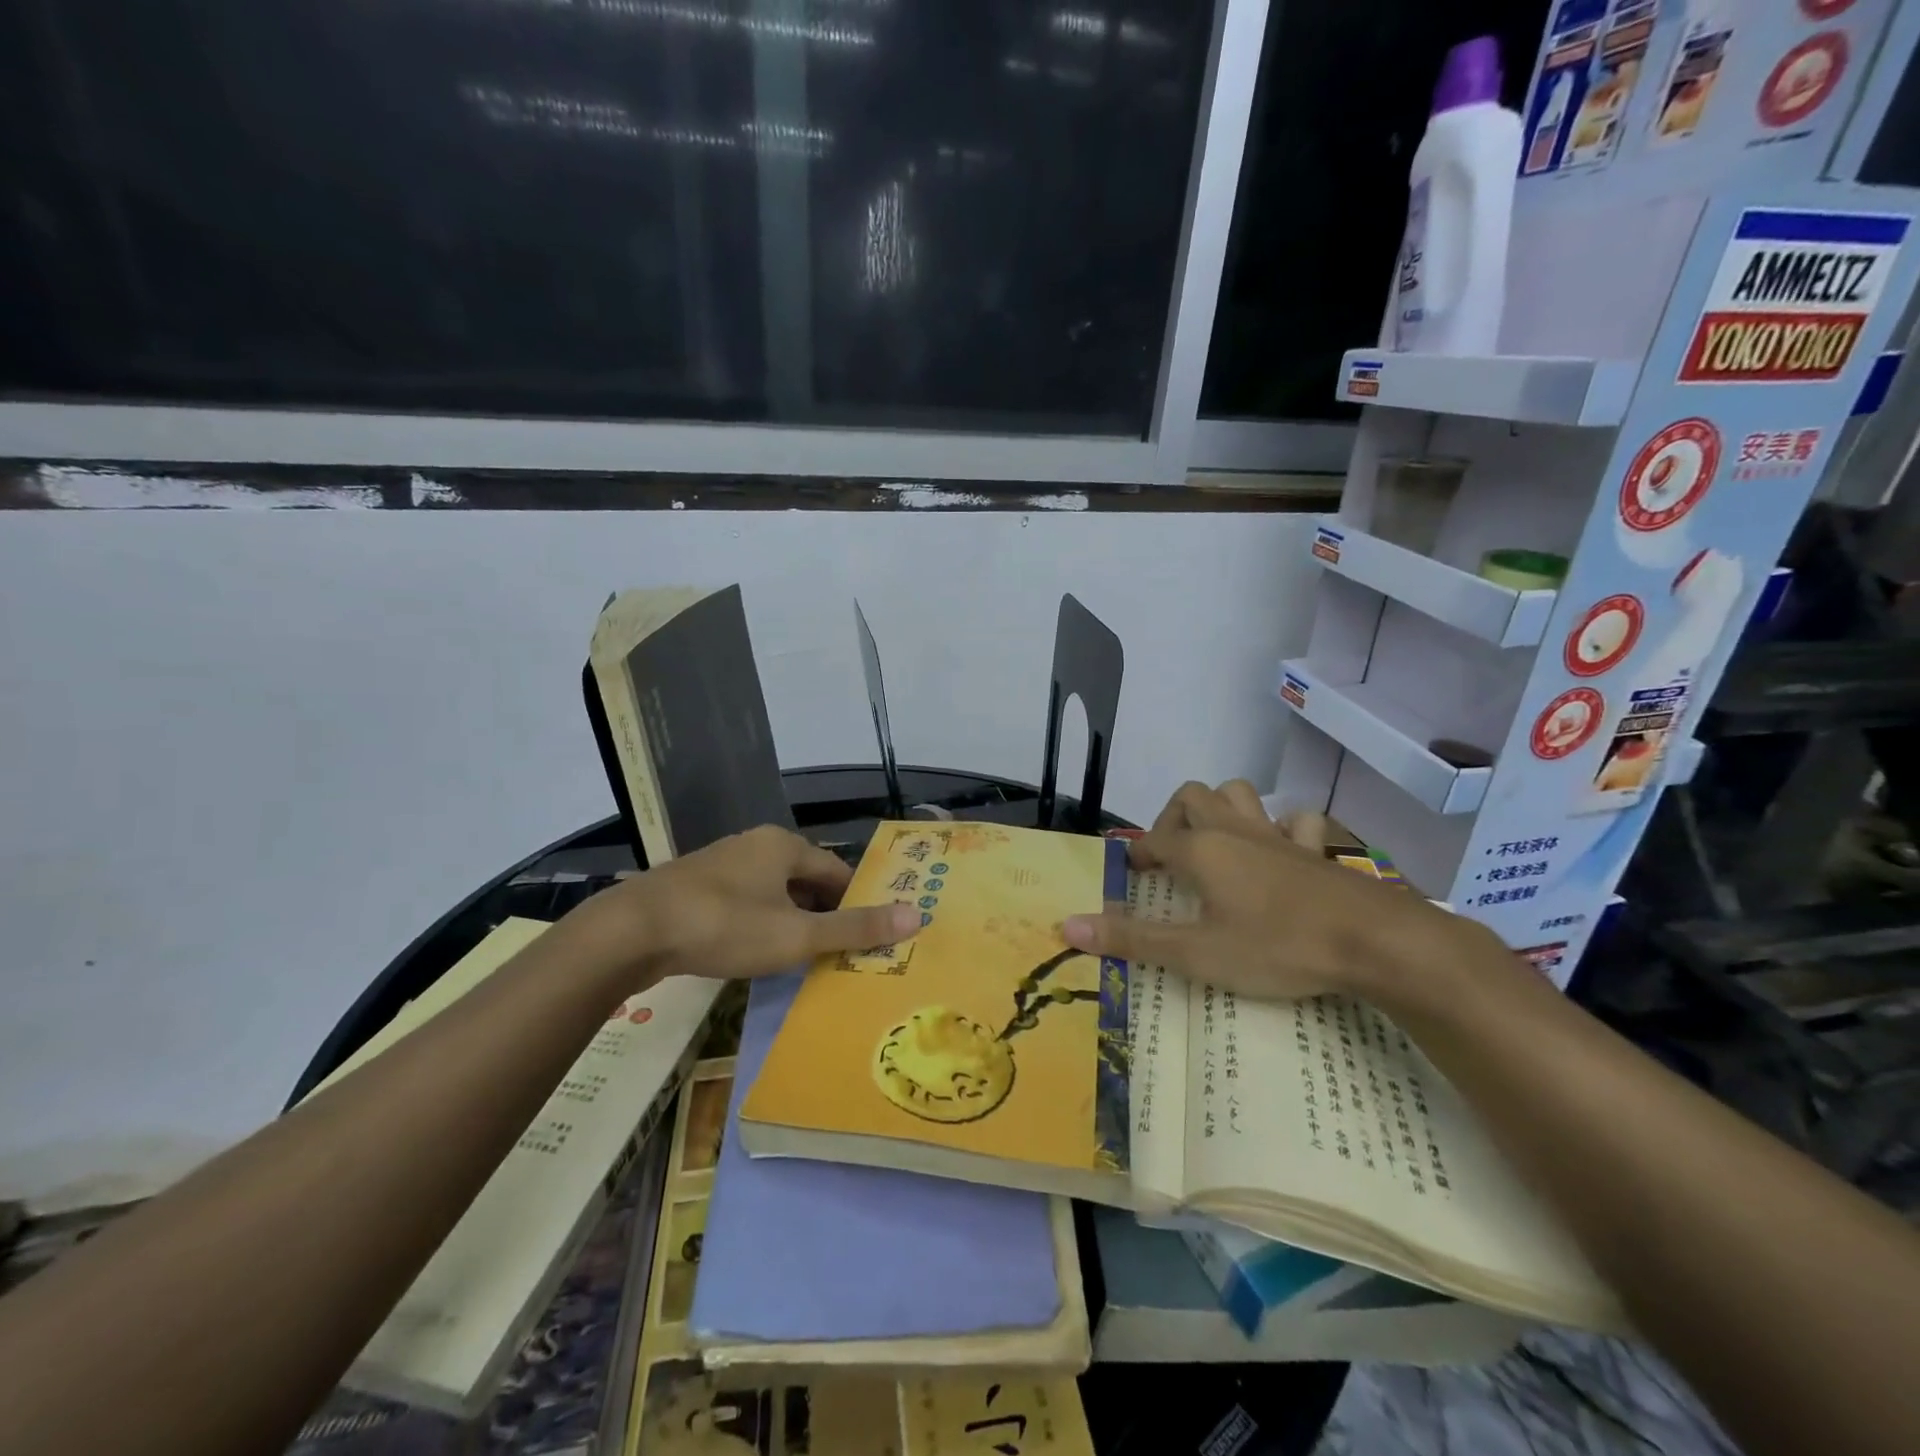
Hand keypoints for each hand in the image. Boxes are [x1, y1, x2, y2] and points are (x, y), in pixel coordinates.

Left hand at [567, 825, 920, 988]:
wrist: (631, 932)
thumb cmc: (724, 926)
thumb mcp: (796, 935)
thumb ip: (854, 928)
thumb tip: (917, 916)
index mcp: (783, 845)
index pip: (837, 870)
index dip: (856, 902)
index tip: (867, 935)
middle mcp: (754, 846)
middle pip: (805, 880)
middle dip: (823, 914)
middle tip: (838, 953)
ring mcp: (721, 864)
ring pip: (773, 893)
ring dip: (790, 921)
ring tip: (800, 958)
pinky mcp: (694, 887)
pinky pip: (743, 902)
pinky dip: (758, 924)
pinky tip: (754, 952)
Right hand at [1060, 780, 1469, 1002]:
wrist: (1375, 943)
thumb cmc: (1277, 946)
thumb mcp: (1197, 954)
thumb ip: (1132, 940)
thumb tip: (1067, 926)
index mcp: (1201, 850)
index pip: (1154, 839)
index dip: (1137, 854)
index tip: (1131, 875)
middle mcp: (1235, 830)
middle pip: (1193, 796)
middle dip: (1173, 817)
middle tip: (1171, 855)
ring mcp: (1279, 836)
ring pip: (1241, 794)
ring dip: (1223, 808)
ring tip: (1216, 842)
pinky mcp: (1318, 850)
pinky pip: (1296, 822)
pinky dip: (1282, 829)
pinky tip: (1281, 852)